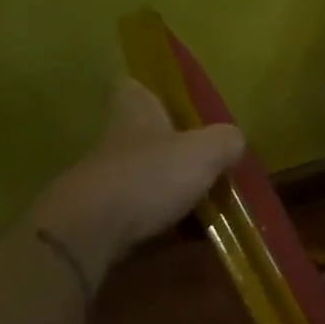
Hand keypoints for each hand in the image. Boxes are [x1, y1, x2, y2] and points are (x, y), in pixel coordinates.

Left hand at [30, 78, 244, 277]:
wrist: (90, 234)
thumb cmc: (148, 178)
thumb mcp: (204, 151)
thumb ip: (226, 140)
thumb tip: (234, 140)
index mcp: (135, 114)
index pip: (134, 87)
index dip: (155, 91)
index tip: (179, 105)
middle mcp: (116, 143)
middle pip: (145, 136)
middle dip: (175, 148)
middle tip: (212, 162)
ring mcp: (107, 182)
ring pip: (147, 178)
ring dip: (174, 189)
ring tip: (212, 205)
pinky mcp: (104, 219)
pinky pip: (143, 216)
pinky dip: (167, 224)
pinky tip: (193, 236)